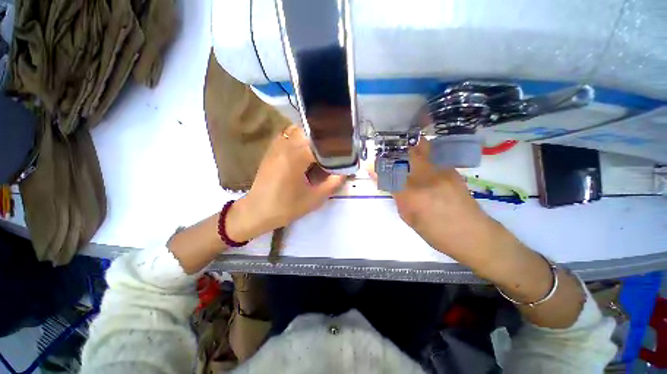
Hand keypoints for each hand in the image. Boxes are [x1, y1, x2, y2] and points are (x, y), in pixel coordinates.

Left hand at [228, 125, 345, 241]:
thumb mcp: (314, 199)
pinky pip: (287, 135)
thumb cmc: (286, 207)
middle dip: (324, 138)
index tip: (344, 151)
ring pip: (297, 130)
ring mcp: (276, 147)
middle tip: (334, 148)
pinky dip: (299, 137)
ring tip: (321, 147)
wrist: (257, 211)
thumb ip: (332, 184)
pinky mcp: (271, 151)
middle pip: (309, 132)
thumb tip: (344, 172)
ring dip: (311, 136)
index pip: (320, 144)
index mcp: (295, 158)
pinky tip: (304, 148)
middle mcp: (285, 147)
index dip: (334, 146)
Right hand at [371, 139, 500, 260]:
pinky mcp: (451, 169)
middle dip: (391, 150)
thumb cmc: (437, 232)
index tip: (369, 164)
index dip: (377, 167)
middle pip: (405, 154)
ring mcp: (441, 170)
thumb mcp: (409, 217)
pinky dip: (420, 151)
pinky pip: (432, 154)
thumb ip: (396, 196)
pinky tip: (417, 157)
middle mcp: (426, 177)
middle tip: (384, 153)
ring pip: (421, 148)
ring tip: (399, 150)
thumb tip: (385, 181)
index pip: (389, 174)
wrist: (473, 234)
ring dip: (407, 146)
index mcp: (412, 194)